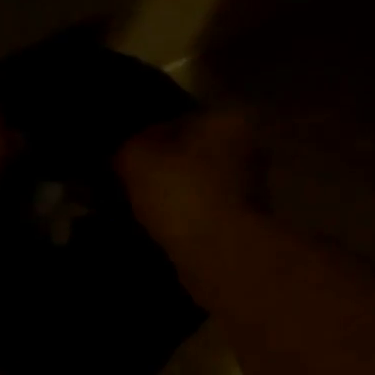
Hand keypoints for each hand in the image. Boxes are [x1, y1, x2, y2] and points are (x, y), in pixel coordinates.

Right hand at [114, 110, 263, 249]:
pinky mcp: (245, 224)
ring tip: (142, 210)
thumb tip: (124, 152)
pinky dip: (185, 220)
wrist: (219, 254)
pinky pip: (204, 214)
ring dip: (175, 196)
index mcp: (225, 120)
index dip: (146, 137)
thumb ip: (127, 148)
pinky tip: (162, 231)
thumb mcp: (136, 159)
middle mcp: (246, 148)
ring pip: (199, 185)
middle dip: (165, 168)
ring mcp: (250, 189)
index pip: (178, 119)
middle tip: (130, 185)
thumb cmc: (181, 193)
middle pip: (192, 153)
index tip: (124, 158)